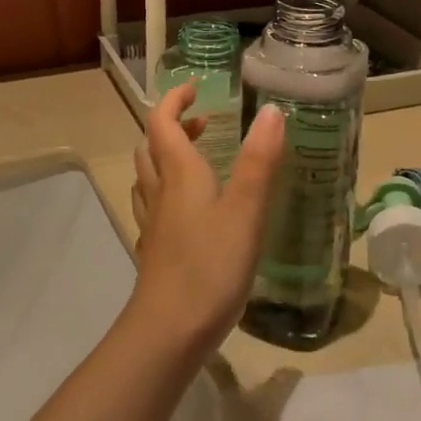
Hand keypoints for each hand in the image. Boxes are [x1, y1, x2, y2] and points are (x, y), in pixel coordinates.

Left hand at [128, 84, 284, 352]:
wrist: (168, 332)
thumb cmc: (210, 265)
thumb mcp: (246, 209)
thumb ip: (259, 160)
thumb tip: (271, 109)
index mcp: (179, 173)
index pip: (163, 122)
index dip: (175, 100)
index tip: (196, 88)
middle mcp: (160, 192)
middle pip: (152, 147)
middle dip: (174, 127)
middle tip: (205, 124)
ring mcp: (153, 224)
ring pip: (149, 177)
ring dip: (167, 158)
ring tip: (198, 160)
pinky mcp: (155, 251)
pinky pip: (154, 207)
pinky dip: (169, 193)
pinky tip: (191, 212)